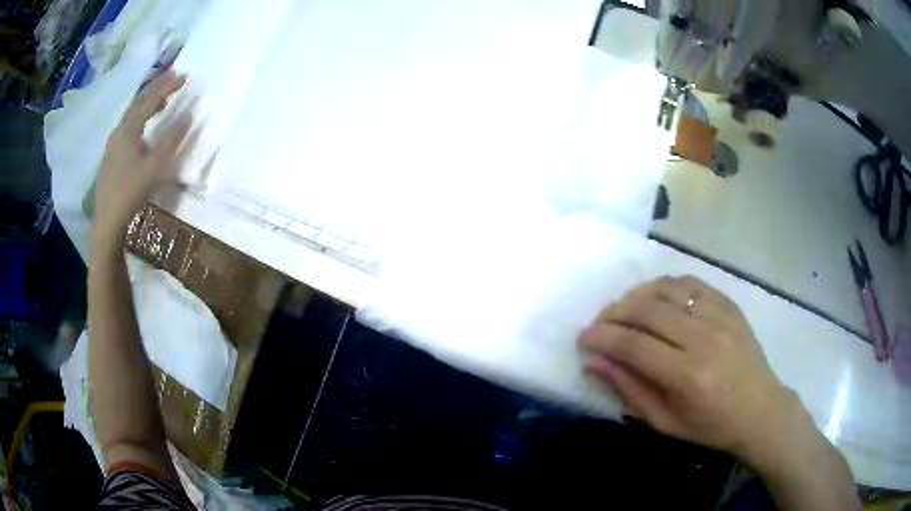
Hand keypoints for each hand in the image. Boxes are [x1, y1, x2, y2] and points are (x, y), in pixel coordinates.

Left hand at [94, 70, 190, 247]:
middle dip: (157, 88)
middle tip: (173, 76)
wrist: (108, 220)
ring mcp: (113, 143)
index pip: (150, 100)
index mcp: (129, 129)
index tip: (184, 76)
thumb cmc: (131, 191)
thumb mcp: (156, 167)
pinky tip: (144, 125)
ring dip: (148, 102)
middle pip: (139, 102)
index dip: (168, 86)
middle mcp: (119, 130)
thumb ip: (172, 139)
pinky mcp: (111, 155)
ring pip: (132, 114)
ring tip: (161, 98)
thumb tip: (189, 114)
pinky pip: (128, 126)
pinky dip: (140, 117)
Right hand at [579, 276, 800, 460]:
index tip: (583, 338)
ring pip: (667, 288)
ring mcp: (720, 316)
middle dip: (614, 313)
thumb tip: (596, 361)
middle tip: (599, 323)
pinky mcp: (730, 304)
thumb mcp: (666, 423)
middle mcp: (705, 338)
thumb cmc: (711, 426)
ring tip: (624, 309)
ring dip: (637, 294)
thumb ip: (630, 390)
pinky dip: (665, 286)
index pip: (634, 345)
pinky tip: (656, 298)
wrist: (760, 409)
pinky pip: (691, 283)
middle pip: (648, 309)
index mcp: (689, 375)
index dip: (602, 337)